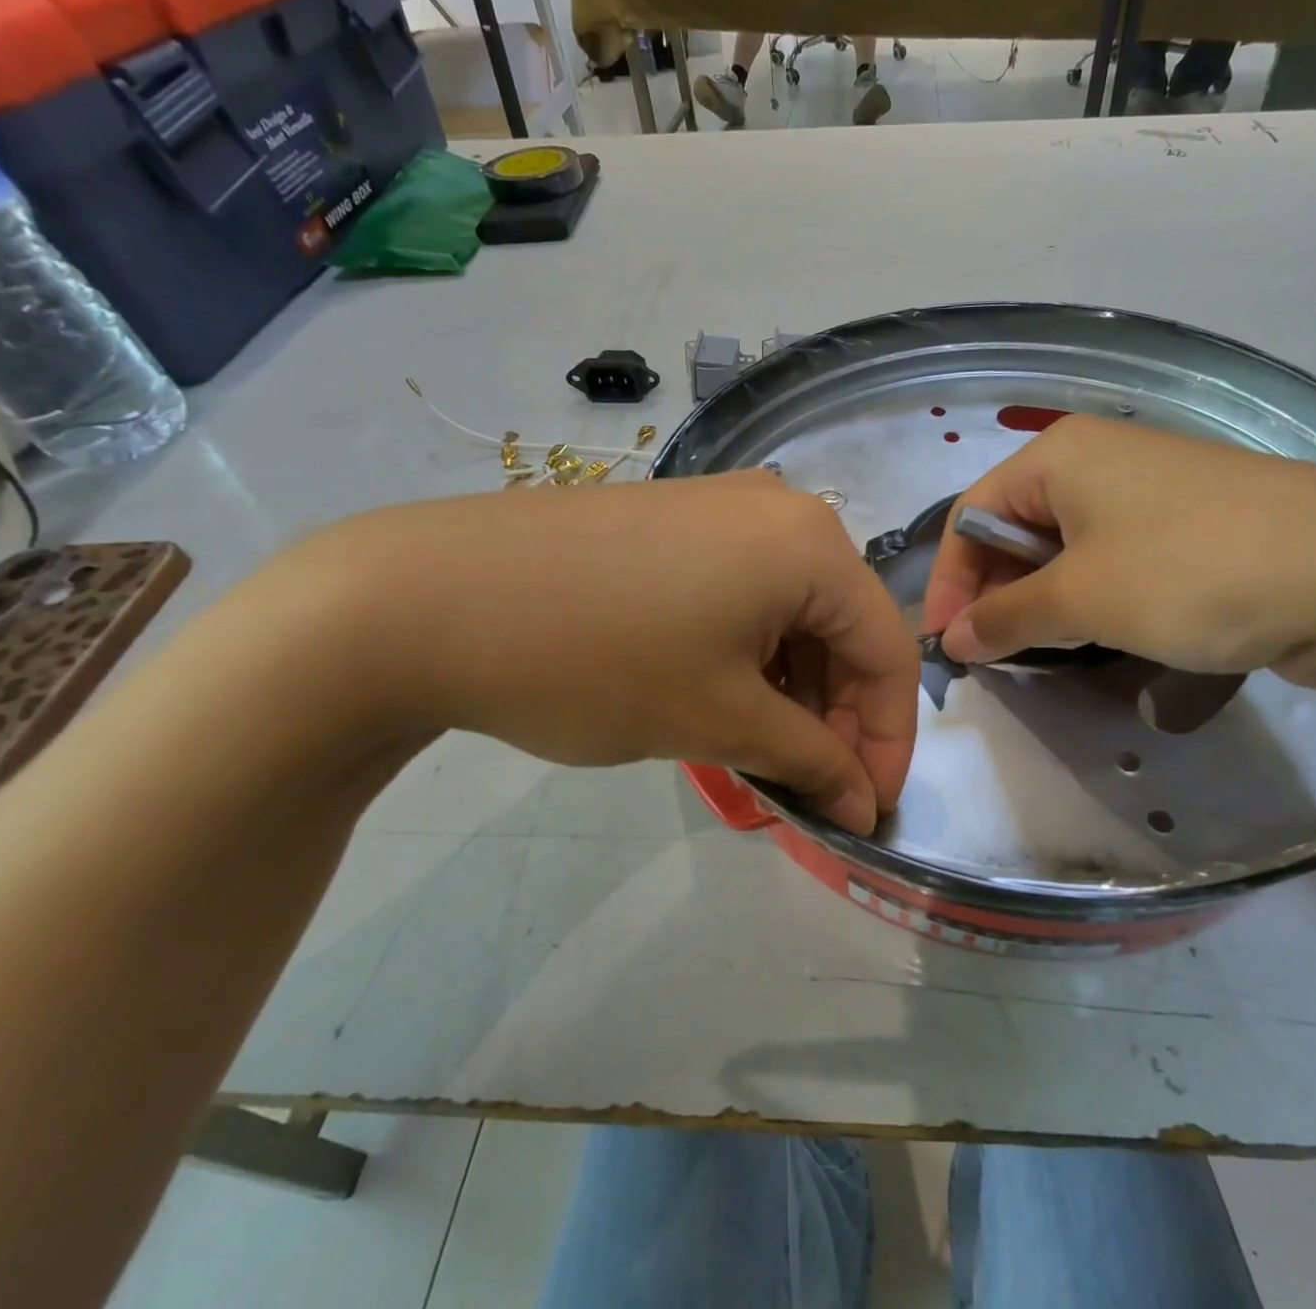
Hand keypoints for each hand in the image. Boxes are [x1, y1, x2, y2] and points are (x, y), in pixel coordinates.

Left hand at [294, 474, 919, 834]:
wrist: (426, 597)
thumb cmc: (596, 660)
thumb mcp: (719, 720)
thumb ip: (810, 761)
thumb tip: (863, 802)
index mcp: (812, 545)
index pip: (889, 651)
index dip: (888, 739)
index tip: (865, 808)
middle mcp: (781, 510)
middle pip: (842, 627)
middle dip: (836, 716)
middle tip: (808, 788)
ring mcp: (724, 508)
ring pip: (793, 612)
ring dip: (792, 689)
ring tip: (760, 752)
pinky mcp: (676, 520)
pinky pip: (745, 592)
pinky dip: (751, 653)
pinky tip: (720, 696)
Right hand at [921, 415, 1315, 681]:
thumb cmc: (1190, 573)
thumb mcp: (1080, 599)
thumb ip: (1004, 618)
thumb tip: (953, 640)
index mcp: (1058, 455)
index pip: (971, 516)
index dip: (950, 583)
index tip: (947, 646)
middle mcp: (1097, 461)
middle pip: (1015, 530)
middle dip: (995, 595)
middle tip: (992, 658)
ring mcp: (1147, 491)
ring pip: (1063, 549)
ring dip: (1041, 602)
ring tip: (1040, 653)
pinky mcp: (1186, 525)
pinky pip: (1111, 559)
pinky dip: (1089, 598)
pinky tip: (1097, 635)